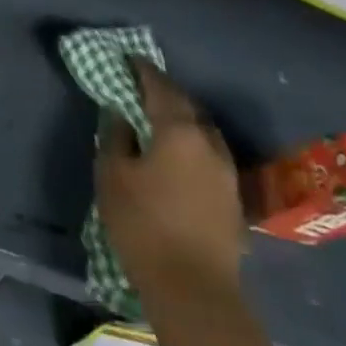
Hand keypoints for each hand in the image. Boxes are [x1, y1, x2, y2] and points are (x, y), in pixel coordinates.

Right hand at [97, 61, 243, 297]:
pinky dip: (191, 144)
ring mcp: (227, 171)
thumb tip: (120, 111)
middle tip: (140, 87)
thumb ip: (116, 136)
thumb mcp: (112, 175)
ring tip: (158, 120)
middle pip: (187, 106)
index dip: (143, 71)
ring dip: (181, 119)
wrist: (193, 287)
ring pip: (203, 131)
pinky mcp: (232, 197)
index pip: (160, 88)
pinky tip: (177, 156)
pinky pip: (209, 155)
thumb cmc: (142, 223)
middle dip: (164, 93)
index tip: (129, 59)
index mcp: (178, 131)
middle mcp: (209, 143)